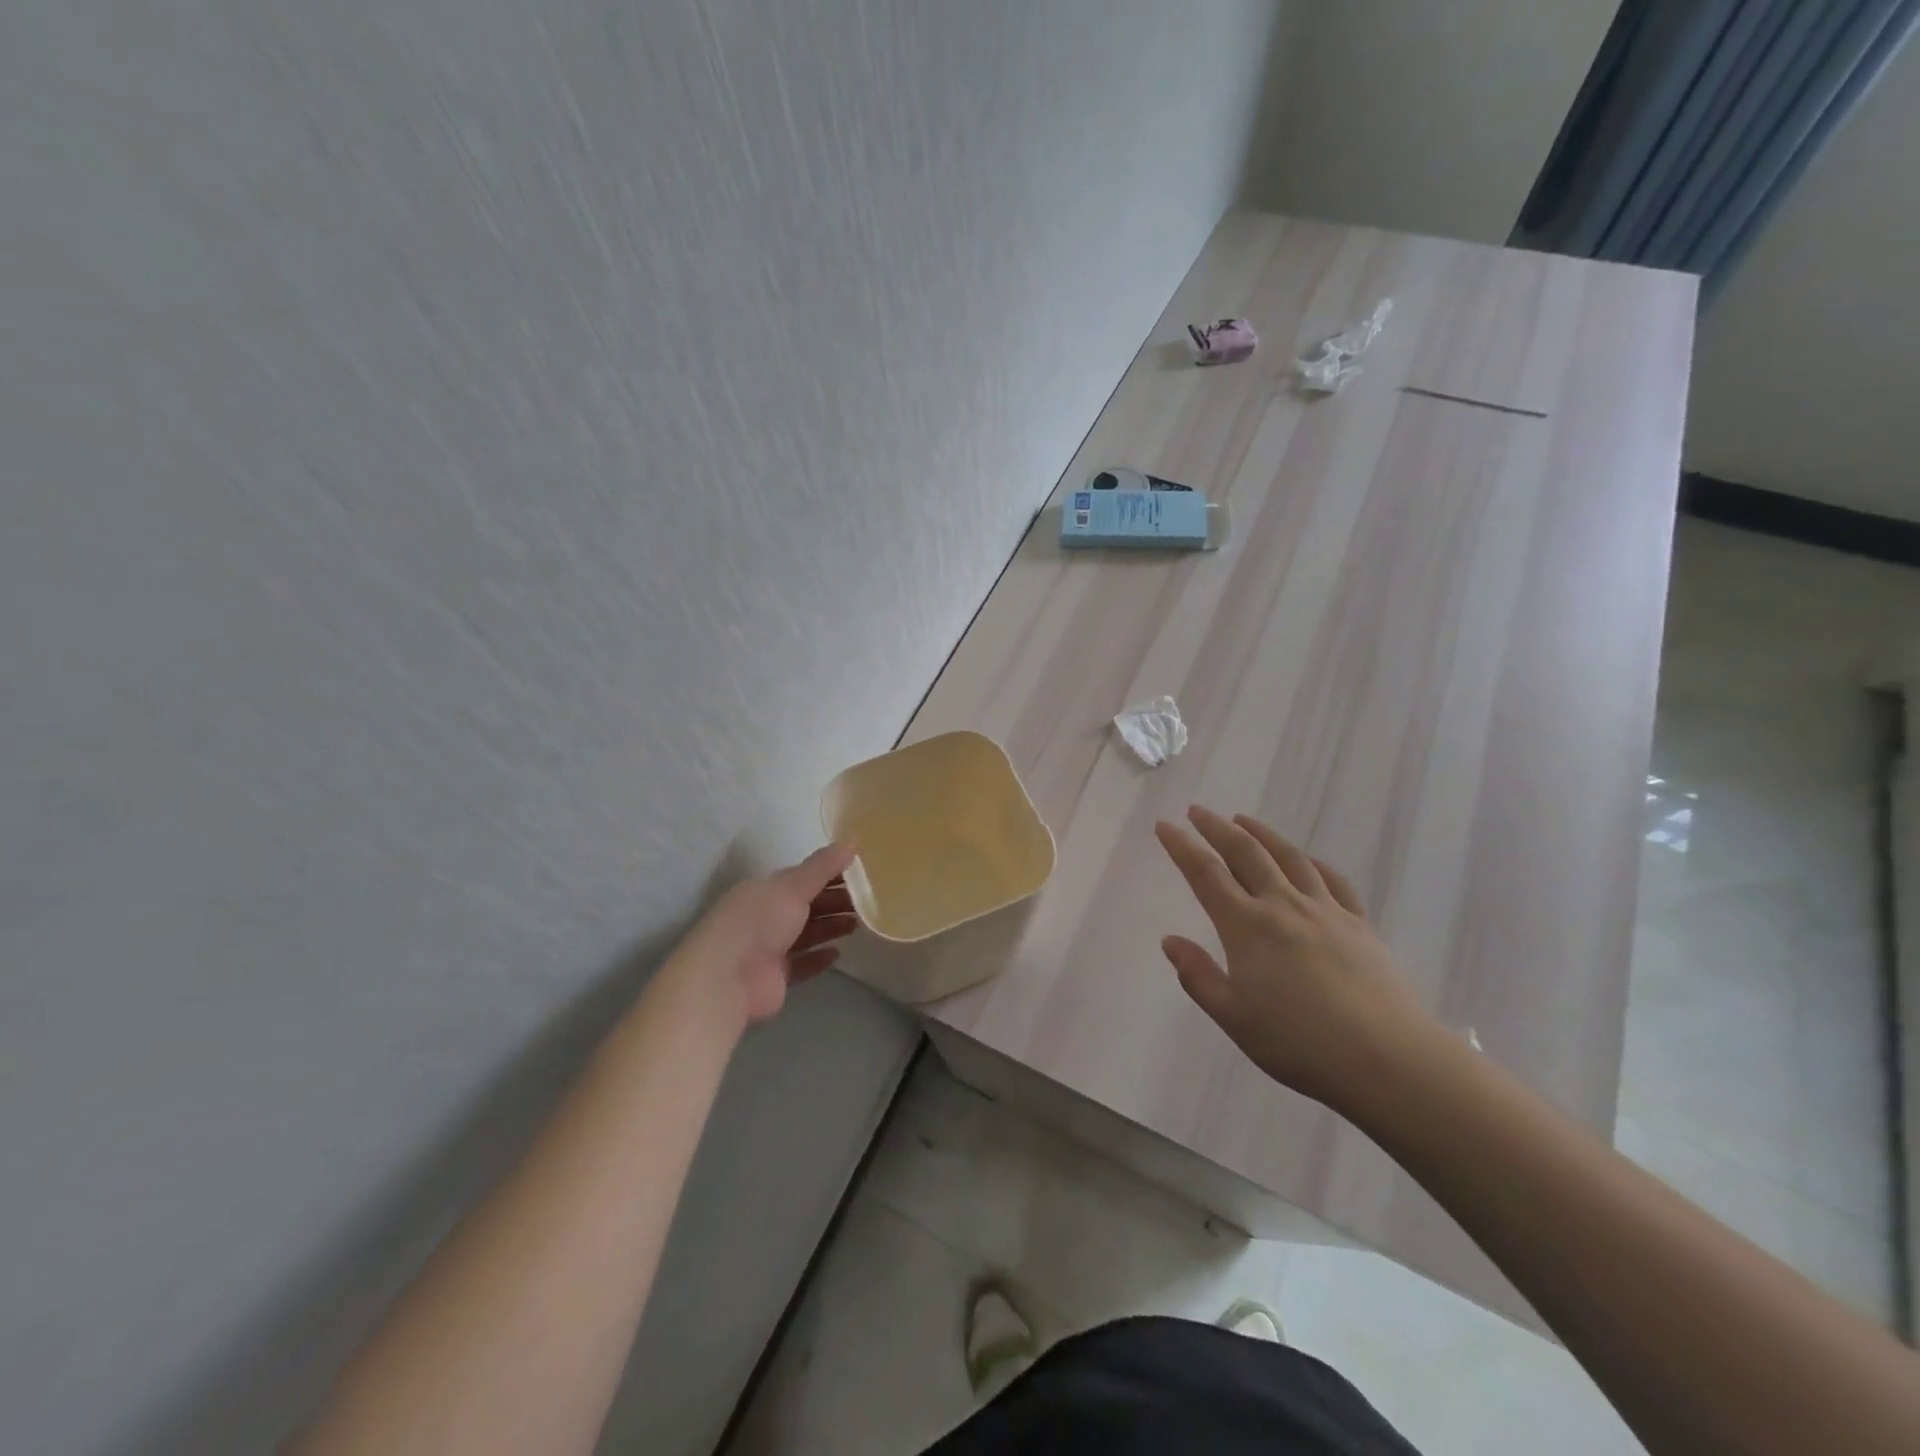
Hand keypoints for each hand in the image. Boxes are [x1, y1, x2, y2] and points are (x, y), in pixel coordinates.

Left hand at [674, 844, 860, 1026]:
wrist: (726, 979)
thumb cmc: (759, 921)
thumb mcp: (793, 886)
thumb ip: (823, 866)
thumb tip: (852, 840)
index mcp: (766, 890)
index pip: (803, 878)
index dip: (831, 874)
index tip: (861, 874)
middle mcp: (766, 916)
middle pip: (806, 906)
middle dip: (835, 902)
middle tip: (867, 901)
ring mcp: (768, 948)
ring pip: (806, 934)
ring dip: (830, 927)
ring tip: (859, 925)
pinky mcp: (774, 978)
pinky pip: (801, 964)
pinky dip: (818, 958)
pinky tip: (837, 954)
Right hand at [1154, 806, 1435, 1110]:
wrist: (1387, 1059)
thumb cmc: (1299, 1042)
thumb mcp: (1233, 1017)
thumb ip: (1198, 976)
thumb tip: (1170, 941)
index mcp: (1247, 927)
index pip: (1206, 874)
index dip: (1182, 846)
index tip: (1165, 825)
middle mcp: (1283, 906)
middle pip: (1246, 853)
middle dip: (1217, 828)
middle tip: (1198, 811)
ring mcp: (1325, 911)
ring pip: (1288, 857)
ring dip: (1261, 833)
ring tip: (1243, 820)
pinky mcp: (1359, 924)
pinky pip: (1332, 880)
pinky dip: (1311, 862)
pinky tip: (1305, 860)